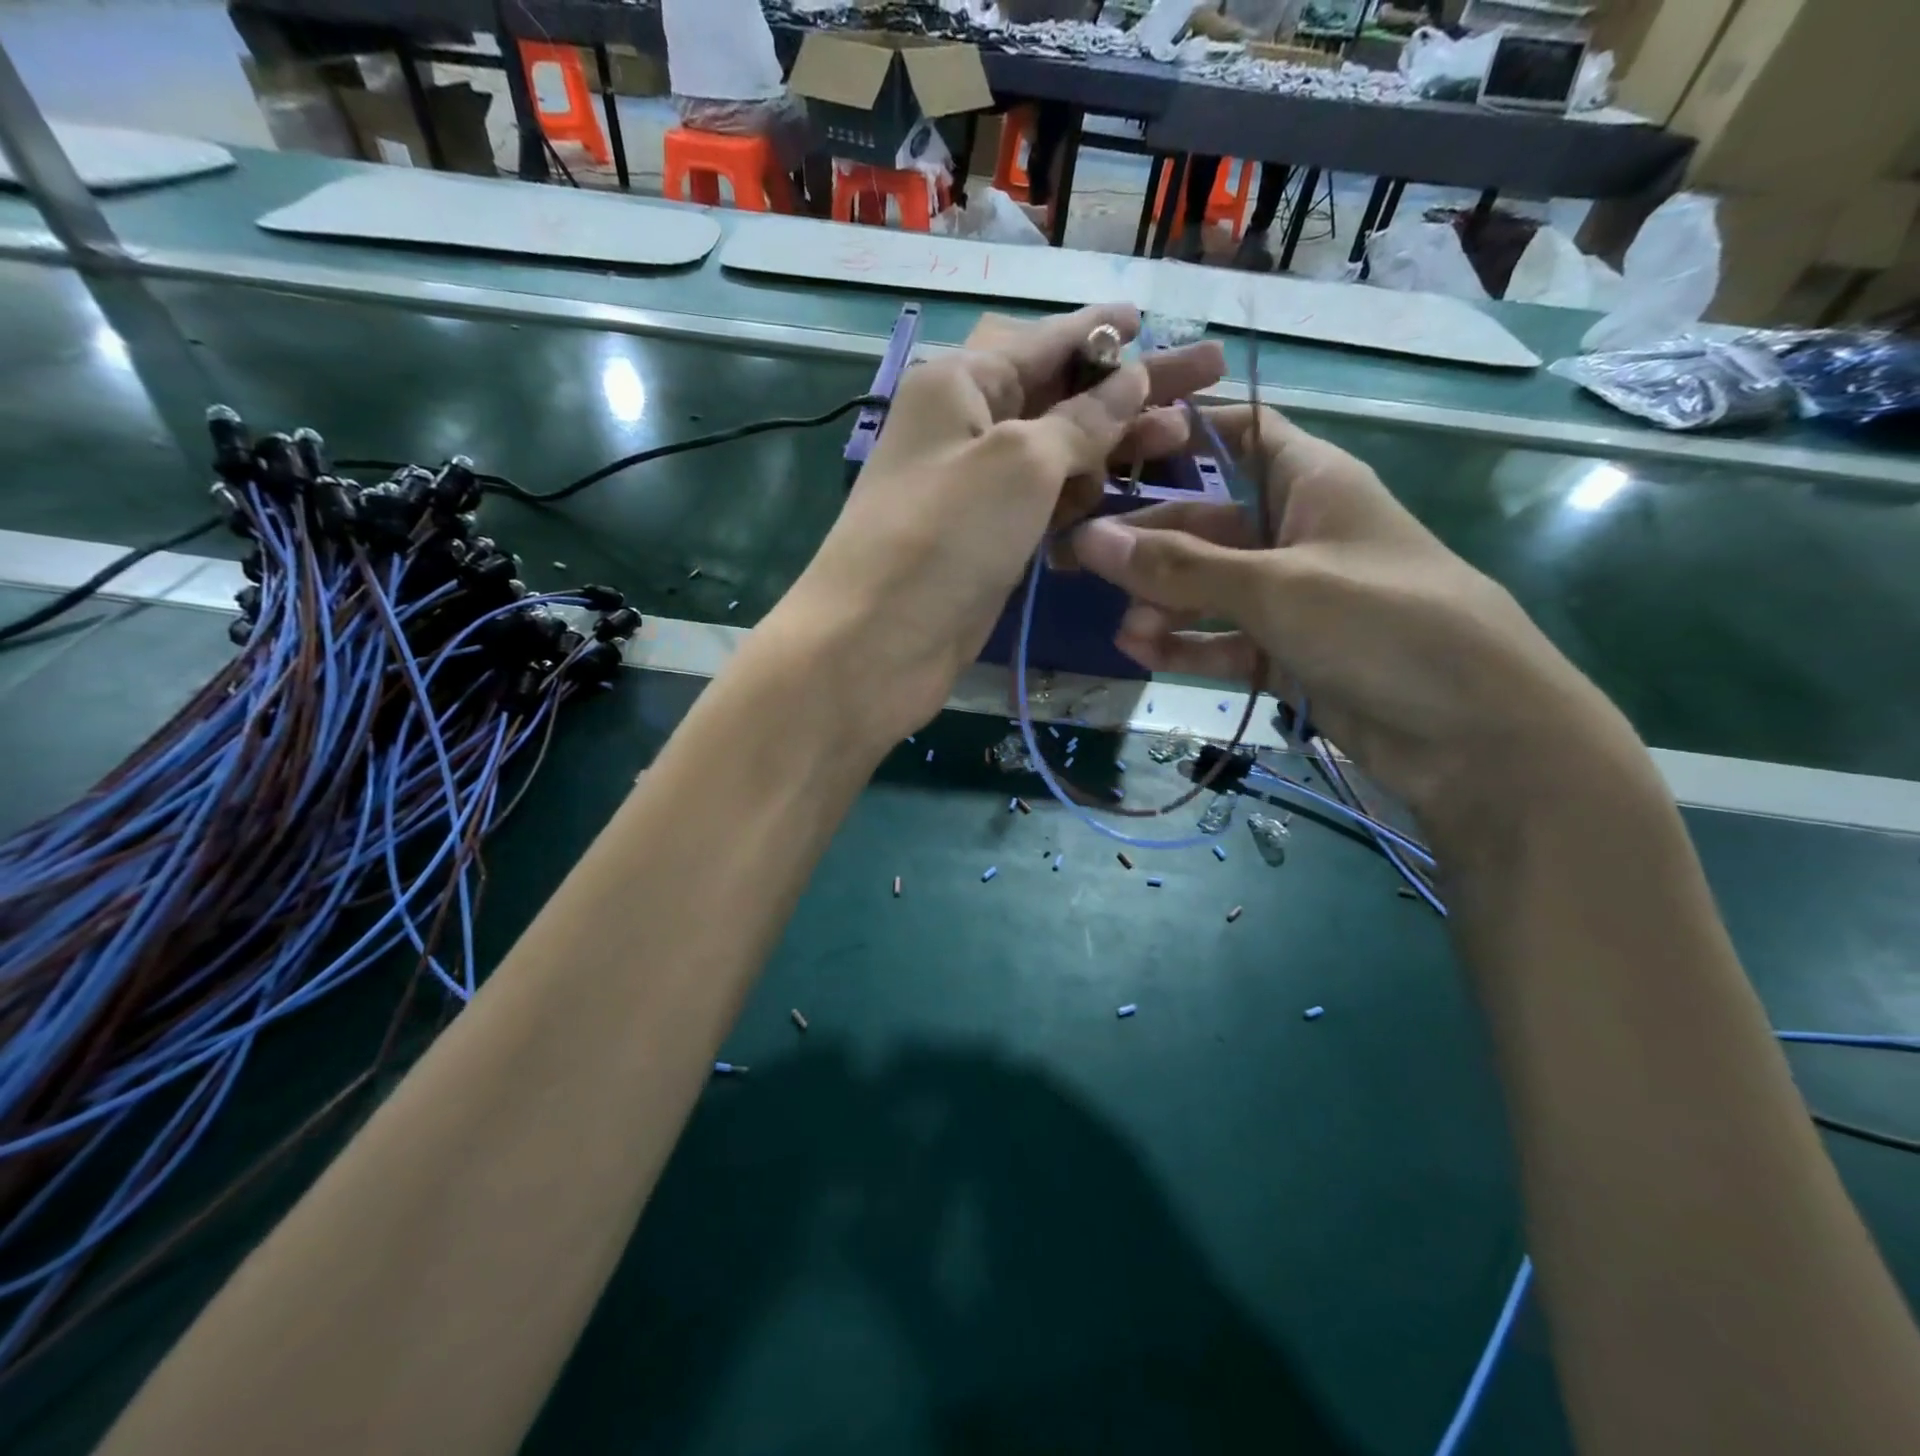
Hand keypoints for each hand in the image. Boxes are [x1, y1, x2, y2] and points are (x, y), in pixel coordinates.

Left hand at [776, 305, 1224, 746]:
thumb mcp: (1020, 462)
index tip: (1153, 320)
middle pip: (1059, 396)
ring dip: (1113, 447)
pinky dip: (1080, 500)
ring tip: (1182, 440)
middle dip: (1129, 388)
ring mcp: (975, 490)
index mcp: (959, 383)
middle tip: (1206, 378)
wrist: (875, 646)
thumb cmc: (944, 537)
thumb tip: (1130, 378)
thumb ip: (1082, 420)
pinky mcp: (986, 542)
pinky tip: (1125, 497)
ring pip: (1057, 454)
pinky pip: (1043, 506)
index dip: (1101, 331)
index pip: (1043, 342)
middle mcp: (964, 428)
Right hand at [1070, 406, 1639, 839]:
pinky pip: (1223, 639)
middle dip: (1148, 543)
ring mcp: (1292, 598)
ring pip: (1208, 588)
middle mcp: (1297, 533)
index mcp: (1313, 483)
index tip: (1116, 448)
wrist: (1474, 735)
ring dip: (1163, 605)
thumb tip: (1089, 539)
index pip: (1244, 433)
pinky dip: (1186, 645)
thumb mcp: (1276, 587)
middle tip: (1078, 562)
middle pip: (1207, 523)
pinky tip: (1145, 653)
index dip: (1186, 433)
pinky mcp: (1287, 653)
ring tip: (1128, 632)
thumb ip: (1179, 568)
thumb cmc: (1384, 625)